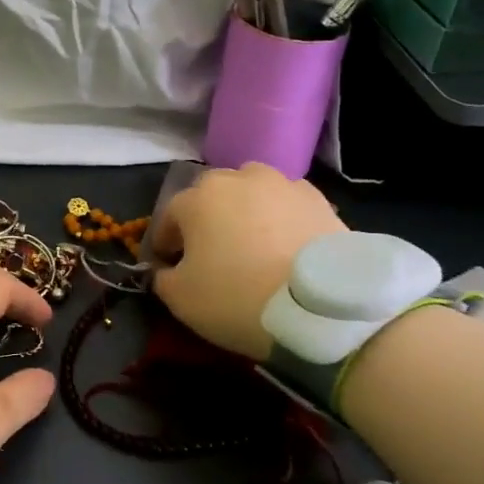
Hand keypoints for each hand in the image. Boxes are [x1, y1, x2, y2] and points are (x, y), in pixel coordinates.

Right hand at [149, 163, 346, 360]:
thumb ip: (162, 278)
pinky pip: (287, 206)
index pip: (169, 217)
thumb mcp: (179, 298)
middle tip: (212, 254)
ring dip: (245, 212)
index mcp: (197, 198)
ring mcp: (283, 185)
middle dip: (206, 220)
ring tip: (253, 245)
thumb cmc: (236, 296)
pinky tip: (285, 248)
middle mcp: (238, 178)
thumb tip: (166, 270)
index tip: (168, 266)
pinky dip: (281, 220)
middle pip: (211, 196)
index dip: (165, 243)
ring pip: (252, 194)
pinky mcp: (320, 200)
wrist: (321, 305)